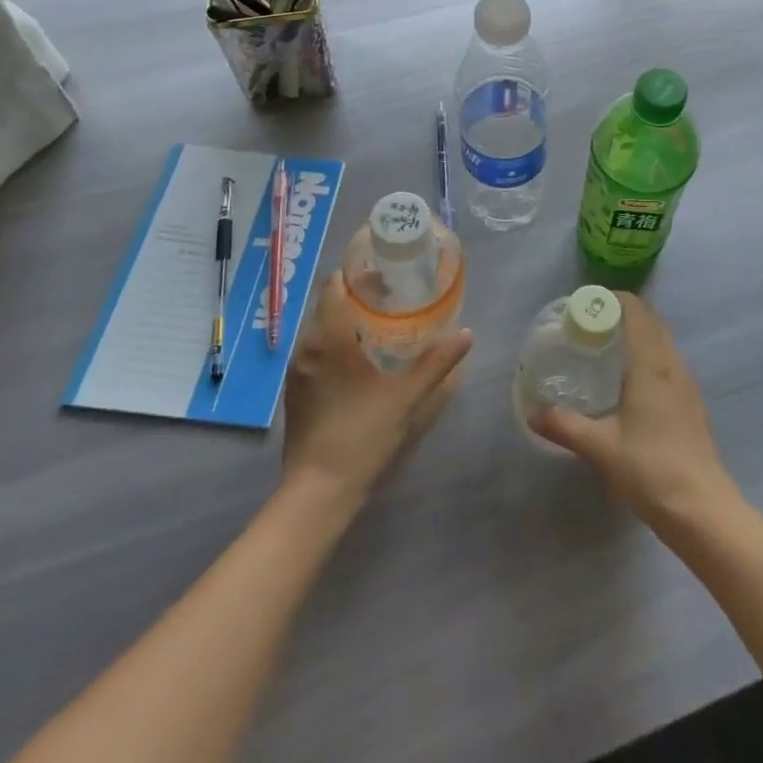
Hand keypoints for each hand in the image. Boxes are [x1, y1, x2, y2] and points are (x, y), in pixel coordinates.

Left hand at [282, 275, 472, 504]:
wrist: (317, 492)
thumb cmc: (361, 435)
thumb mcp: (406, 397)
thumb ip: (437, 363)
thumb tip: (466, 333)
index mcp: (328, 337)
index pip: (335, 284)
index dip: (359, 272)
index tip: (387, 270)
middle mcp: (306, 346)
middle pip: (329, 303)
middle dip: (359, 295)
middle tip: (395, 295)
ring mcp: (297, 370)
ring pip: (322, 328)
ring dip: (348, 319)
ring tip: (383, 323)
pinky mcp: (296, 391)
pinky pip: (316, 351)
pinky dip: (338, 343)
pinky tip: (363, 358)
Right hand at [530, 292, 737, 531]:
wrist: (703, 510)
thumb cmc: (650, 469)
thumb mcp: (600, 447)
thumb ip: (565, 425)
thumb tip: (532, 413)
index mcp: (651, 364)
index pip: (637, 311)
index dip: (614, 299)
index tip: (587, 303)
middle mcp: (672, 364)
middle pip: (651, 321)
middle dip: (624, 313)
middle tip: (591, 323)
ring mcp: (687, 383)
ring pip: (663, 341)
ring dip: (639, 332)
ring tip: (607, 346)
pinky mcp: (692, 403)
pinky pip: (669, 361)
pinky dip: (649, 354)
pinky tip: (630, 380)